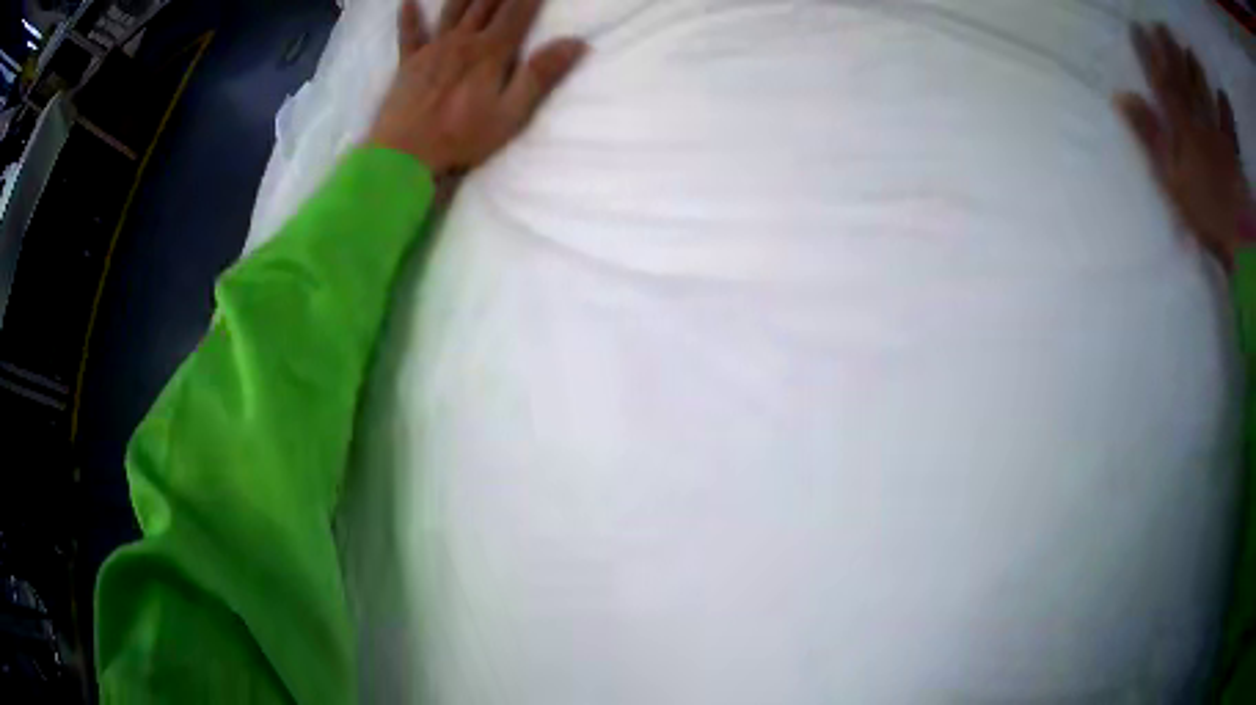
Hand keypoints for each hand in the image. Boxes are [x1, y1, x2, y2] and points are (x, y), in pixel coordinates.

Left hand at [368, 0, 587, 176]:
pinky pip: (409, 34)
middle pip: (486, 3)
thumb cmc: (461, 136)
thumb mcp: (511, 113)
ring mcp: (433, 49)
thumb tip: (576, 43)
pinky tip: (407, 1)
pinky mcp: (408, 63)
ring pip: (453, 10)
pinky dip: (409, 16)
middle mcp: (462, 41)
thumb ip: (540, 75)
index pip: (517, 12)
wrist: (404, 154)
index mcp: (490, 51)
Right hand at [1116, 23, 1251, 268]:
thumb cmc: (1204, 216)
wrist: (1237, 244)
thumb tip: (1122, 96)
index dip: (1148, 54)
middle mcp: (1199, 123)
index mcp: (1181, 128)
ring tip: (1190, 52)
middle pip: (1184, 82)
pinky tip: (1221, 100)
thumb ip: (1150, 137)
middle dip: (1172, 53)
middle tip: (1162, 27)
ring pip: (1206, 98)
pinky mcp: (1232, 155)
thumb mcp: (1171, 181)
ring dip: (1197, 74)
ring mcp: (1218, 137)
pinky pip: (1229, 129)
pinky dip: (1226, 114)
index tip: (1136, 28)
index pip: (1160, 82)